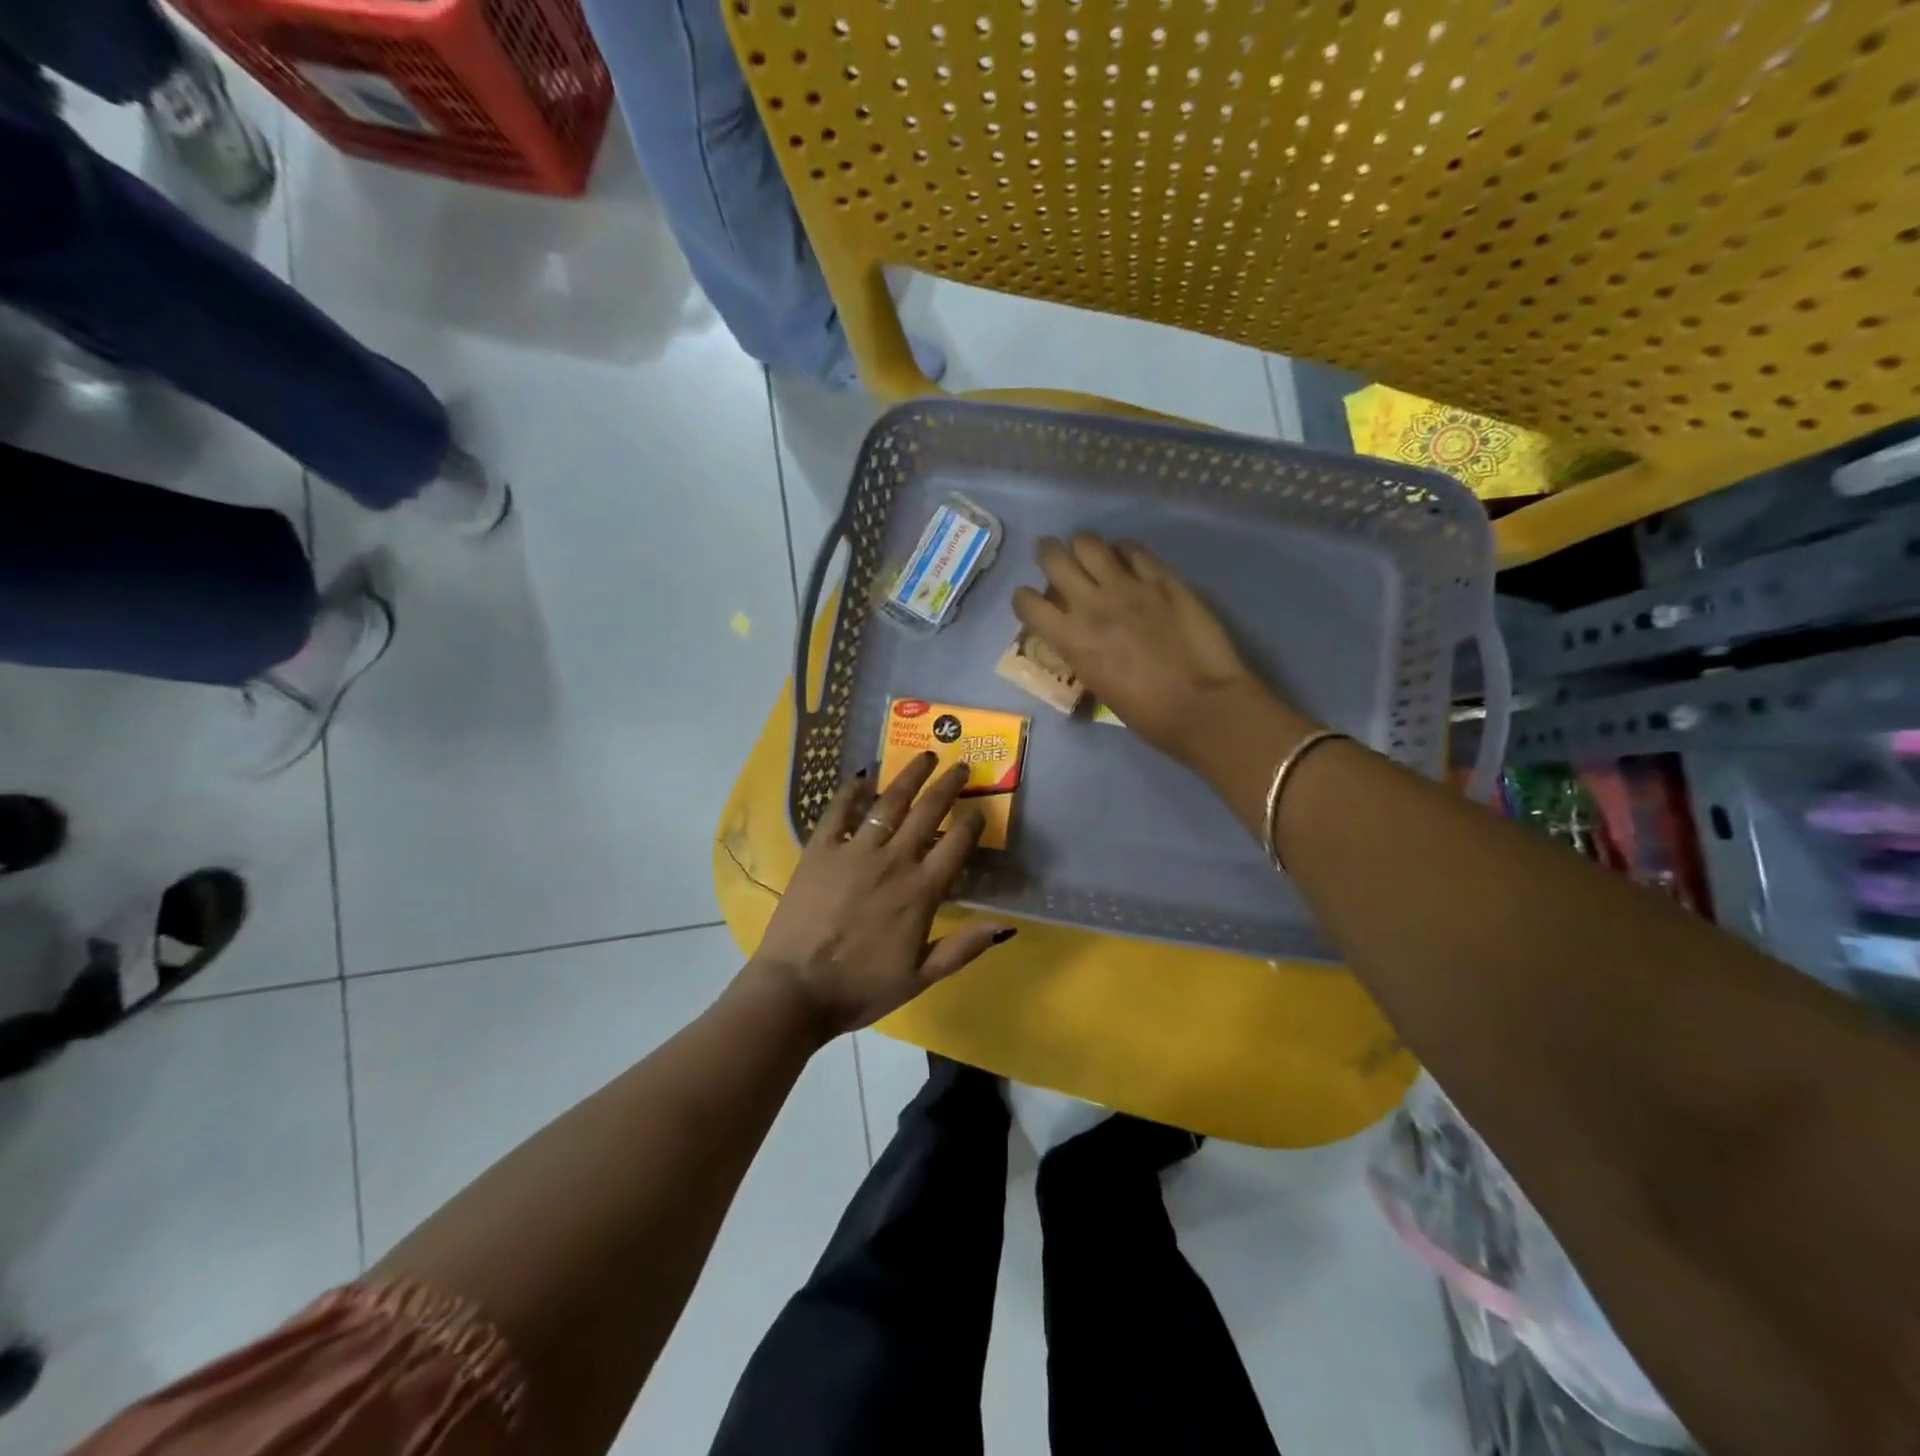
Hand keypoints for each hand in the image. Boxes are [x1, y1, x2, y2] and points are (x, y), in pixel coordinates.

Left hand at [750, 752, 1013, 1037]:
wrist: (796, 990)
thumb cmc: (862, 987)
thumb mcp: (921, 977)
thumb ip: (963, 948)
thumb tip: (1005, 925)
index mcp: (921, 891)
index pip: (957, 844)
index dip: (972, 822)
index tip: (979, 808)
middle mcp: (894, 860)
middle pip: (928, 812)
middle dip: (948, 785)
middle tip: (960, 765)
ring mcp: (855, 851)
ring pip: (889, 802)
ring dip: (910, 776)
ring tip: (924, 757)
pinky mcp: (820, 850)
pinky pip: (839, 811)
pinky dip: (852, 791)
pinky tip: (863, 776)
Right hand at [1012, 534, 1271, 761]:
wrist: (1201, 705)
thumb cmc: (1146, 713)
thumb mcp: (1096, 683)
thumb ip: (1080, 651)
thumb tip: (1079, 635)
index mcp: (1070, 639)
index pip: (1026, 602)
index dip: (1025, 600)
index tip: (1033, 603)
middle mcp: (1091, 604)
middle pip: (1053, 557)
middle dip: (1048, 555)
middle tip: (1054, 559)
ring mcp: (1128, 586)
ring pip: (1090, 543)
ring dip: (1084, 547)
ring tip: (1090, 556)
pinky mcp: (1162, 579)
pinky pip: (1134, 549)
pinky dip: (1124, 551)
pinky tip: (1128, 560)